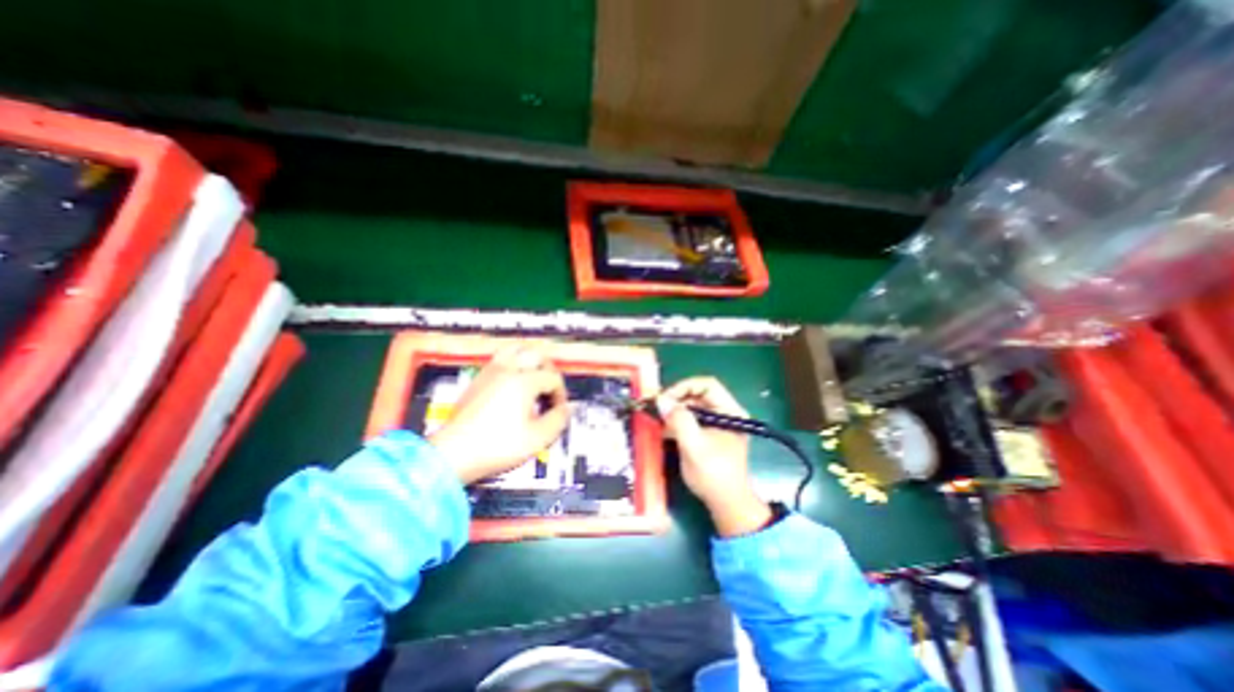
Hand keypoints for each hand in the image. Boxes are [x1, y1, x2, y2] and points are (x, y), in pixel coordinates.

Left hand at [430, 345, 571, 482]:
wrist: (453, 454)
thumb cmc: (497, 446)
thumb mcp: (537, 438)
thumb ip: (558, 420)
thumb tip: (566, 409)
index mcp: (524, 382)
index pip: (553, 378)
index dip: (561, 394)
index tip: (559, 411)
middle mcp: (508, 370)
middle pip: (536, 355)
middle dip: (550, 369)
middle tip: (551, 388)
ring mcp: (490, 373)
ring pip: (515, 350)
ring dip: (530, 360)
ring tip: (534, 376)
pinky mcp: (477, 380)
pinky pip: (499, 359)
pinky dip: (513, 363)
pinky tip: (513, 382)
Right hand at [655, 379, 767, 534]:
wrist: (727, 504)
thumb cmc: (714, 476)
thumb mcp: (695, 447)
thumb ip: (679, 421)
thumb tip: (662, 401)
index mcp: (730, 411)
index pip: (707, 385)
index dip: (684, 387)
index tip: (665, 399)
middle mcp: (726, 413)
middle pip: (698, 394)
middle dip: (677, 399)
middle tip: (657, 408)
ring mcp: (718, 423)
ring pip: (693, 406)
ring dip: (674, 410)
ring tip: (658, 418)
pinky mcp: (709, 433)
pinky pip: (691, 419)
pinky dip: (677, 421)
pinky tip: (664, 429)